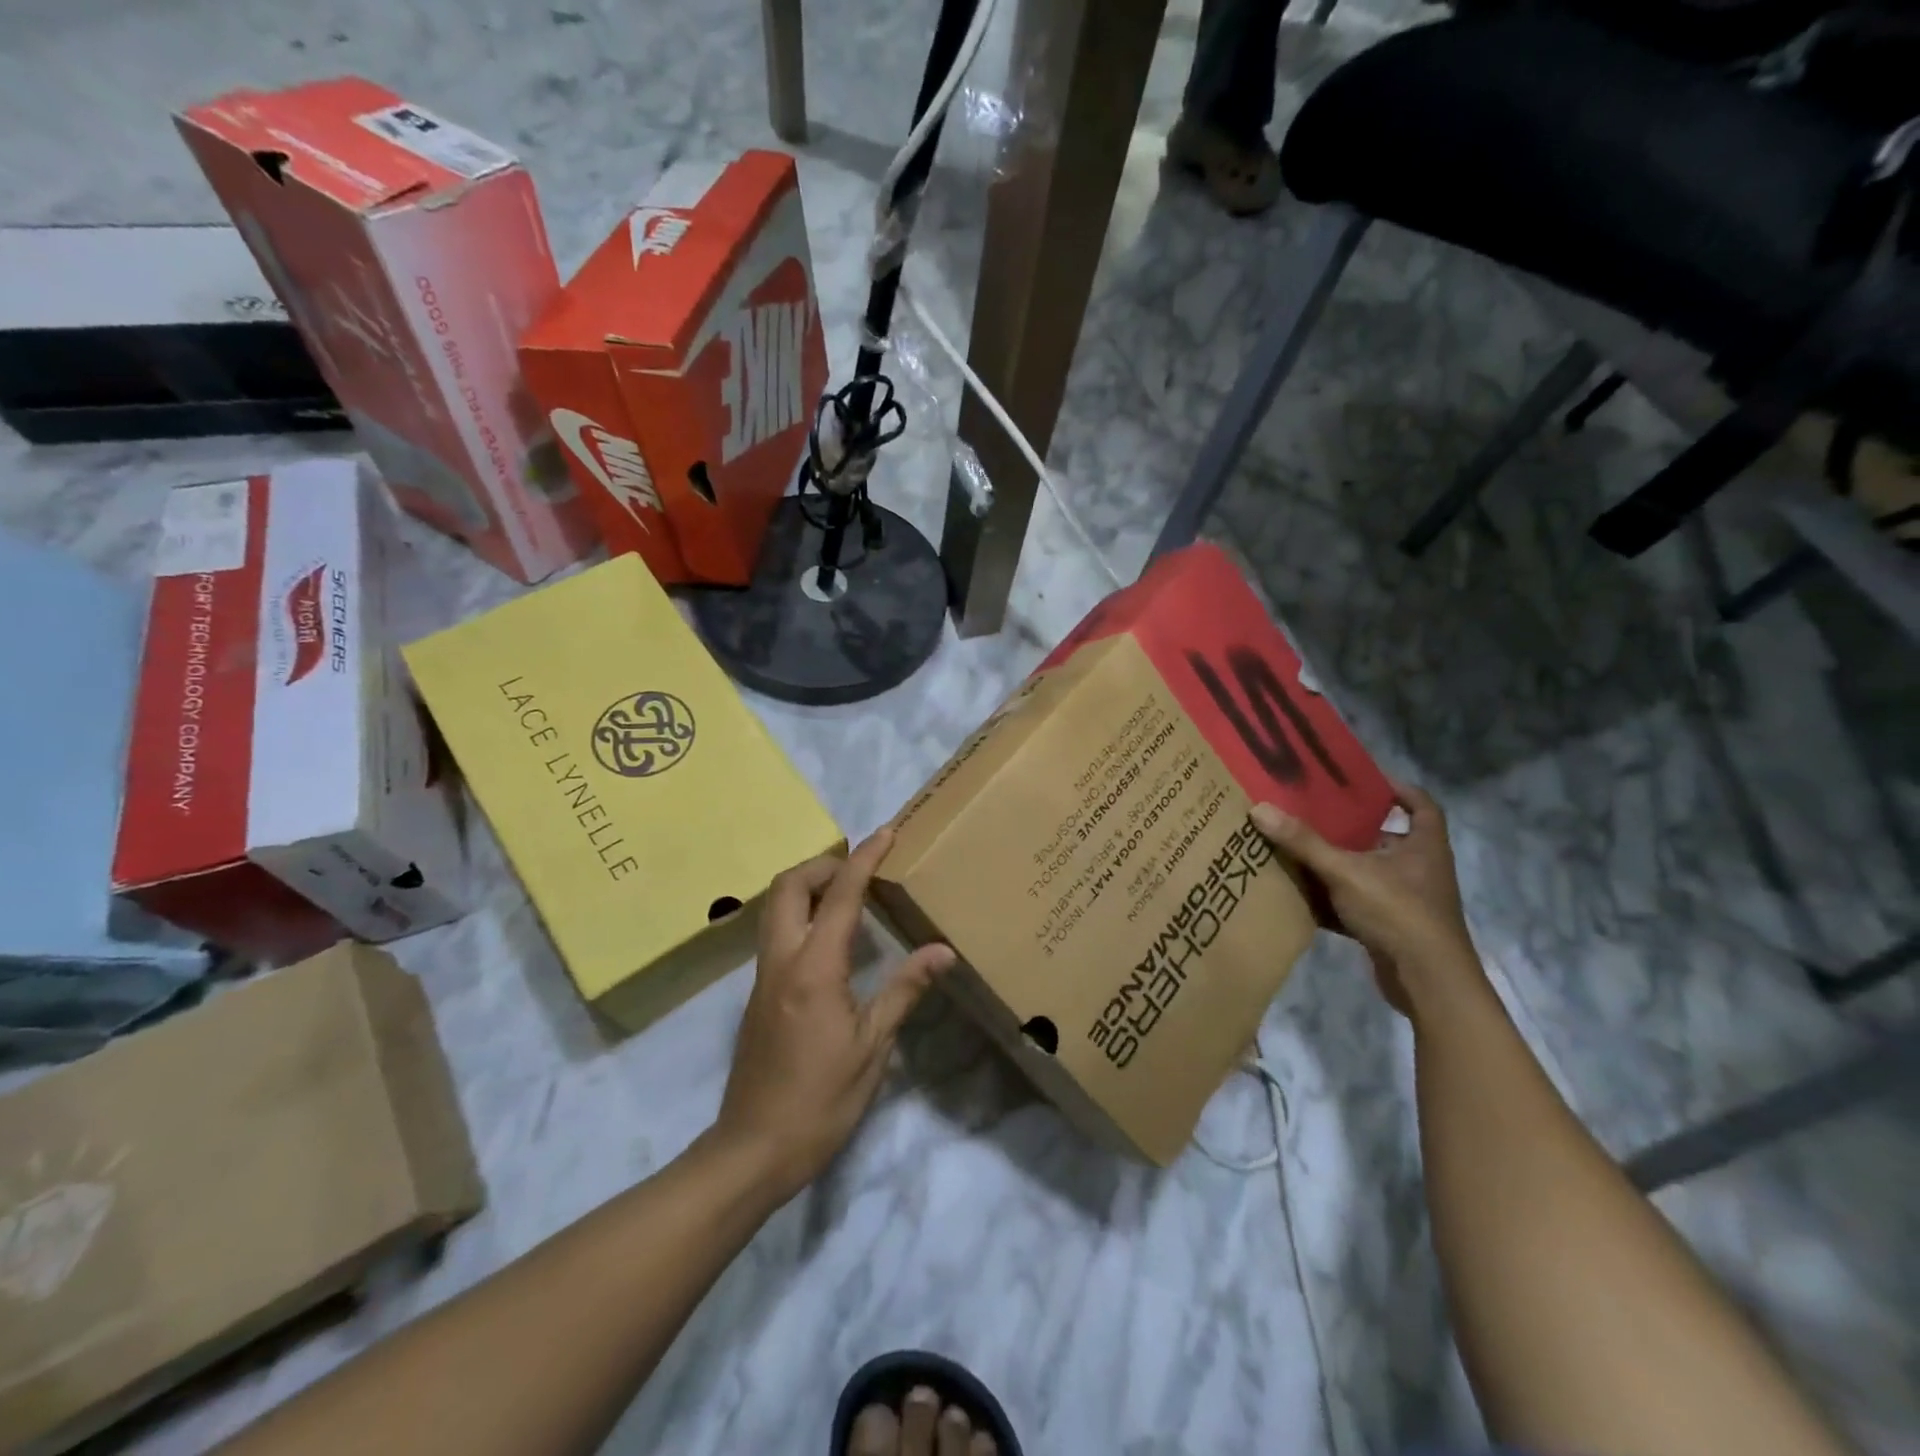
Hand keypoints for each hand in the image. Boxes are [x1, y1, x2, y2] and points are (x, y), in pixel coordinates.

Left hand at [714, 829, 954, 1201]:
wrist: (753, 1149)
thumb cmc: (821, 1101)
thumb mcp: (873, 1048)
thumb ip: (904, 991)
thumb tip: (942, 950)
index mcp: (814, 969)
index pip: (839, 896)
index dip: (864, 859)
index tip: (886, 833)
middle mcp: (781, 960)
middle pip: (788, 886)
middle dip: (823, 864)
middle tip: (860, 869)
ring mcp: (763, 976)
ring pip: (775, 907)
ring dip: (808, 887)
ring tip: (850, 895)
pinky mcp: (758, 994)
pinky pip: (777, 933)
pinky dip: (802, 915)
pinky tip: (833, 941)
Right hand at [1251, 784, 1483, 1016]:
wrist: (1427, 982)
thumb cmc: (1397, 912)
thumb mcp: (1345, 871)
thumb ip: (1303, 842)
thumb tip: (1260, 808)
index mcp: (1423, 846)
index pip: (1420, 805)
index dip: (1397, 789)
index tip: (1362, 781)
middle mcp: (1419, 869)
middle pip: (1385, 838)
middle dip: (1351, 828)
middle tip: (1312, 813)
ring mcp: (1407, 901)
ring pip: (1367, 873)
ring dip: (1337, 864)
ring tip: (1297, 849)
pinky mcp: (1391, 928)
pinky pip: (1357, 904)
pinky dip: (1333, 900)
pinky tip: (1302, 896)